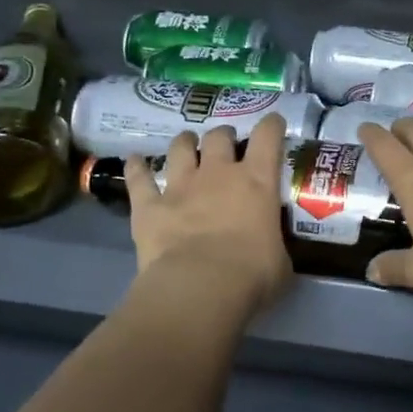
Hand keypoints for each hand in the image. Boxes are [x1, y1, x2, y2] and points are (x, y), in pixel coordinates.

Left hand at [124, 114, 292, 311]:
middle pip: (219, 136)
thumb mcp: (280, 260)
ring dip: (184, 143)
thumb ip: (275, 244)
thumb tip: (272, 250)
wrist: (199, 288)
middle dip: (223, 136)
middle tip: (226, 145)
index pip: (268, 137)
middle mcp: (219, 173)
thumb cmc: (251, 275)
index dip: (271, 125)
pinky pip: (139, 178)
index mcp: (257, 181)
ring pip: (180, 148)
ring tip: (186, 145)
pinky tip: (133, 161)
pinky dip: (136, 168)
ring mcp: (181, 186)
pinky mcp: (149, 205)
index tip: (273, 123)